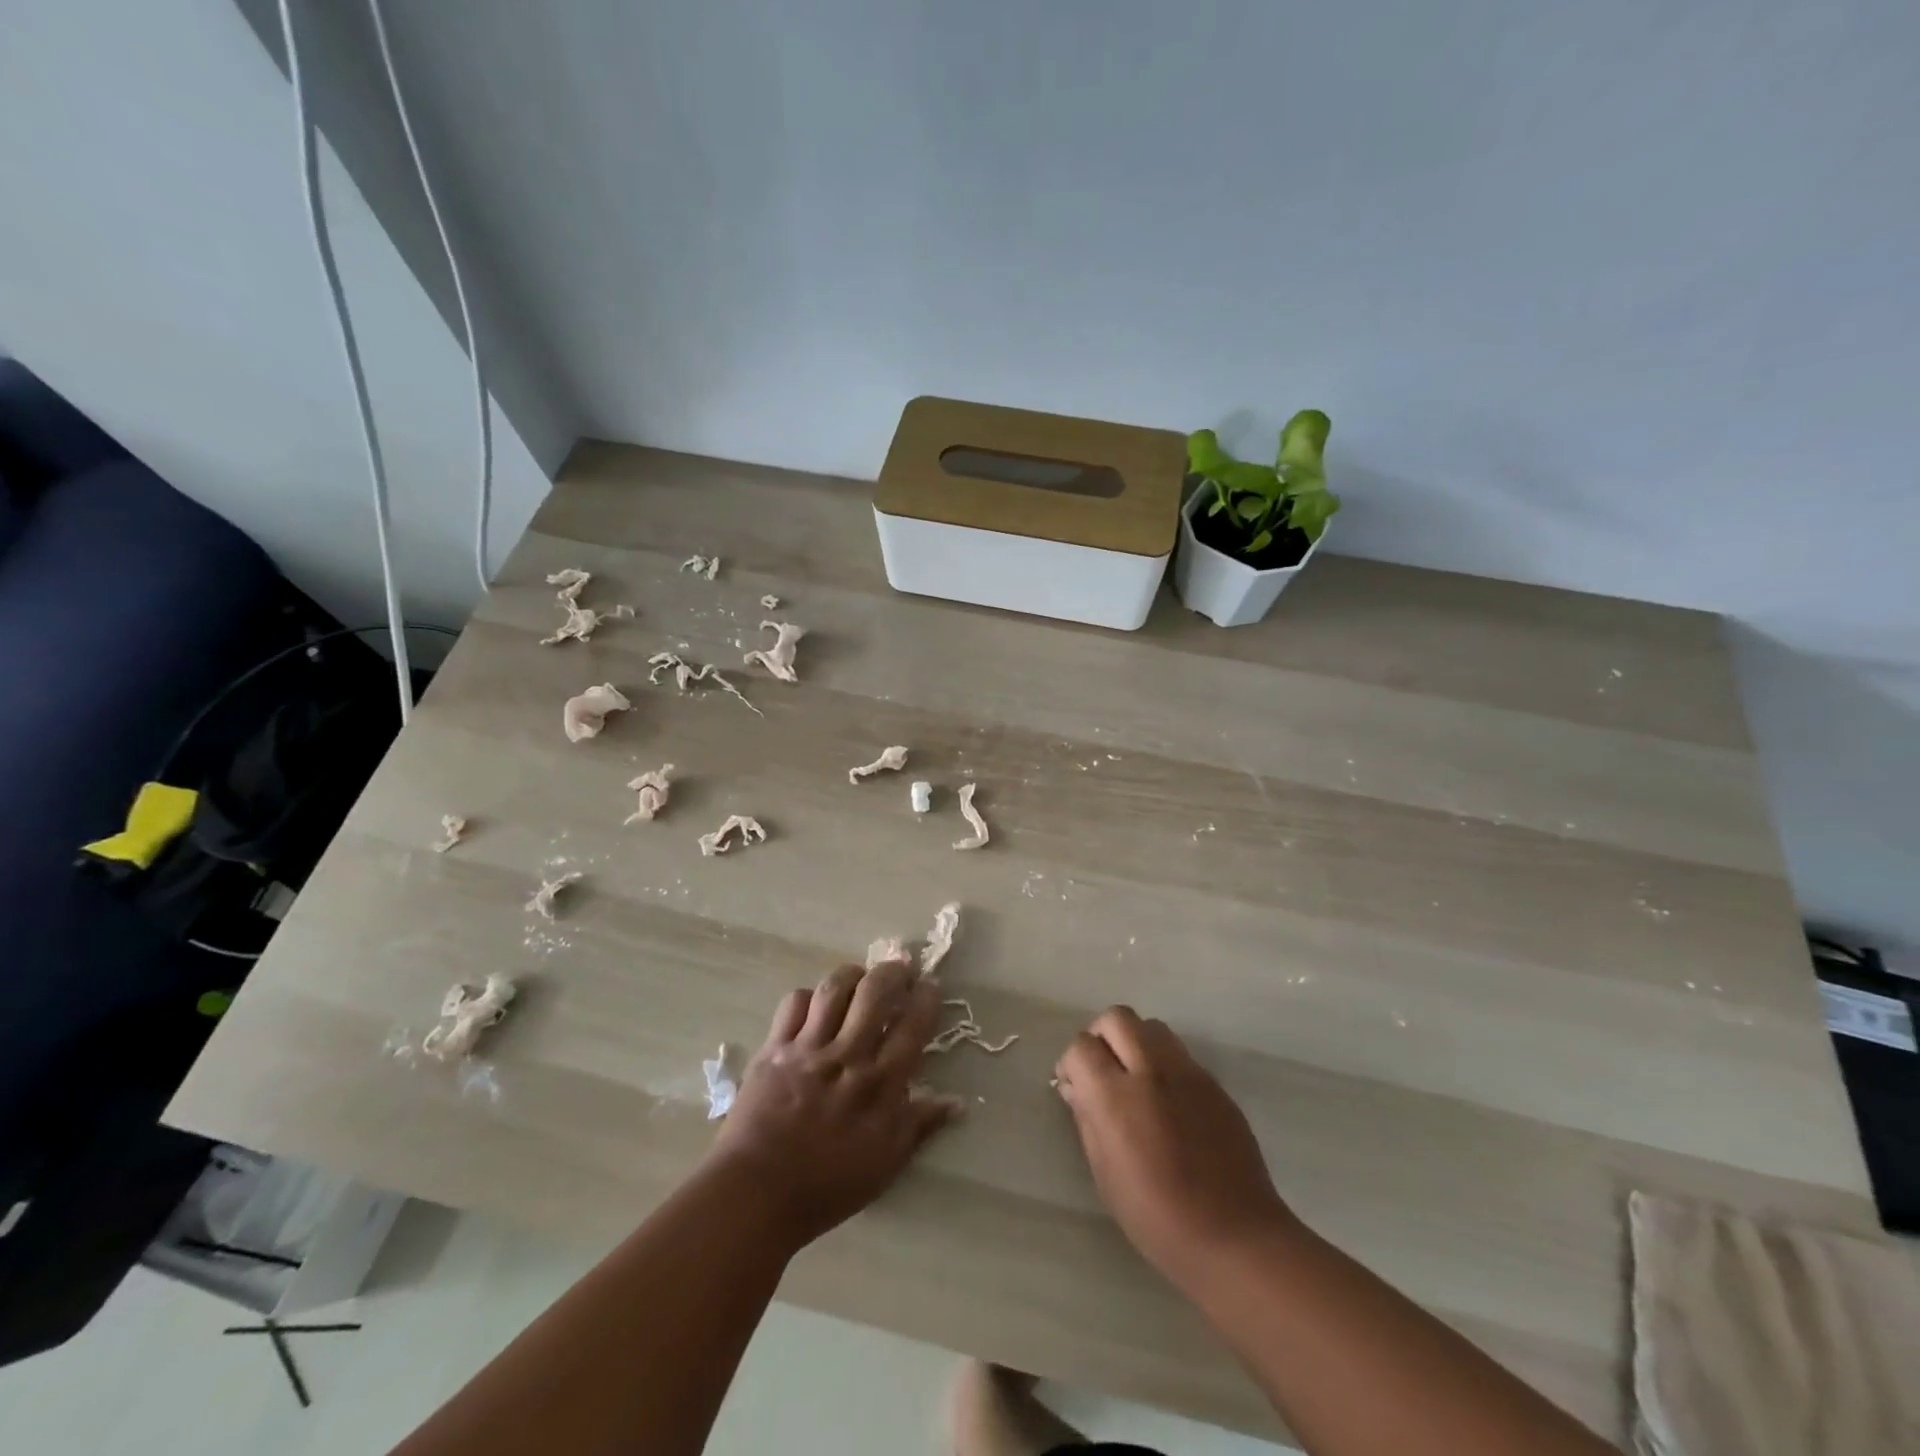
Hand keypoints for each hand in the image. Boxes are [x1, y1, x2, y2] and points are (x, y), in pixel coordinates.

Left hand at [709, 961, 954, 1249]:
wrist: (756, 1193)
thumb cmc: (827, 1185)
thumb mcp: (885, 1164)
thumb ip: (919, 1125)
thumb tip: (956, 1101)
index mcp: (879, 1084)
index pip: (912, 1025)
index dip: (926, 998)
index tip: (930, 986)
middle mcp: (847, 1056)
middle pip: (875, 992)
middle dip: (893, 972)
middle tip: (901, 970)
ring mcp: (808, 1048)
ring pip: (835, 988)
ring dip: (853, 974)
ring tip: (860, 978)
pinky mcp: (775, 1048)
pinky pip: (795, 1003)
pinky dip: (809, 996)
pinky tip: (816, 1005)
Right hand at [1055, 1006, 1293, 1287]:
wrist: (1234, 1236)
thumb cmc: (1157, 1217)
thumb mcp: (1105, 1174)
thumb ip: (1087, 1119)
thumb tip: (1076, 1088)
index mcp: (1115, 1096)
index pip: (1081, 1046)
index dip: (1072, 1063)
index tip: (1075, 1087)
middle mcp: (1150, 1070)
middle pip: (1117, 1018)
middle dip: (1101, 1036)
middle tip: (1102, 1071)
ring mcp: (1187, 1073)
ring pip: (1151, 1027)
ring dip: (1135, 1042)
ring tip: (1136, 1080)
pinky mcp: (1214, 1083)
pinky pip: (1180, 1054)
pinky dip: (1164, 1063)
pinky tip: (1168, 1102)